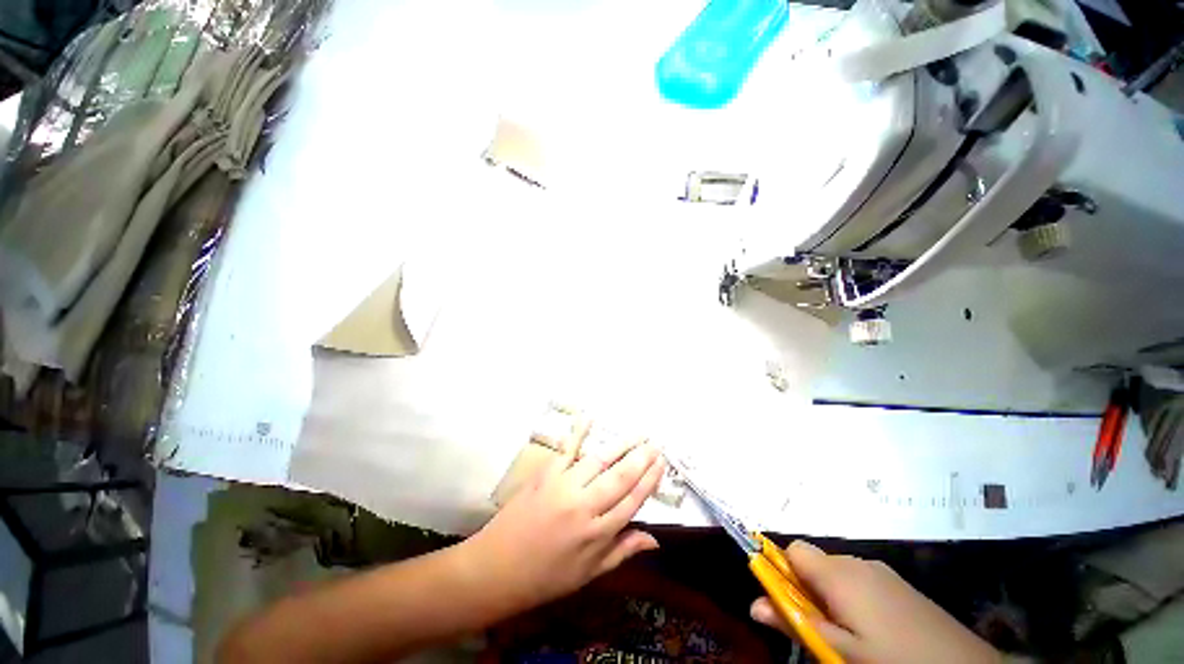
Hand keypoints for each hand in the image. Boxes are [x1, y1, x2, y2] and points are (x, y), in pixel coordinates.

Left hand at [466, 421, 665, 611]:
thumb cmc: (546, 577)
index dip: (649, 480)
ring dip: (621, 445)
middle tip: (656, 444)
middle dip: (642, 458)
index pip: (632, 501)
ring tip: (638, 434)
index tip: (661, 464)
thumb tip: (655, 539)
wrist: (497, 569)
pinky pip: (566, 449)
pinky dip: (578, 432)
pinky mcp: (546, 474)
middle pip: (621, 477)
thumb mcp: (589, 574)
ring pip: (600, 460)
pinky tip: (590, 417)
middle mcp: (584, 506)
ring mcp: (564, 486)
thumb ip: (622, 551)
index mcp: (597, 534)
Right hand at [751, 541, 1000, 663]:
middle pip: (814, 563)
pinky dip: (854, 600)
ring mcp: (882, 572)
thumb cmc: (891, 659)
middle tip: (819, 630)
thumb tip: (753, 603)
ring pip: (837, 574)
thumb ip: (794, 622)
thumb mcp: (838, 651)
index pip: (792, 550)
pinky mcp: (900, 585)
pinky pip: (862, 582)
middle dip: (807, 590)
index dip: (782, 572)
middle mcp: (857, 562)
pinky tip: (873, 631)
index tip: (787, 603)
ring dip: (831, 597)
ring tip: (847, 635)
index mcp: (838, 572)